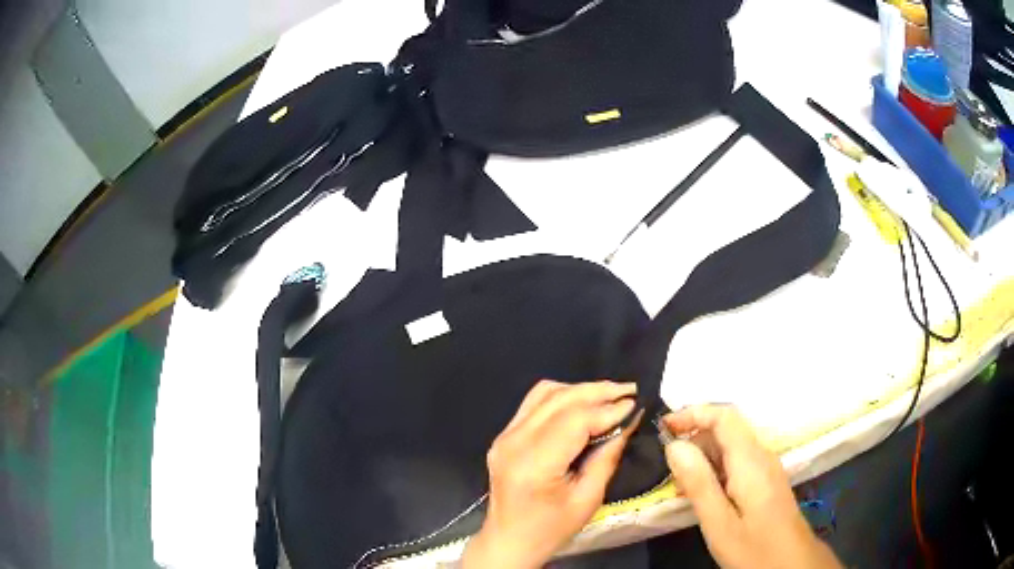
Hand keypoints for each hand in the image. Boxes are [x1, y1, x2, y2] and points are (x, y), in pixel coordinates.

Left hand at [461, 380, 639, 568]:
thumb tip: (627, 420)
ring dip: (580, 390)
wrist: (509, 540)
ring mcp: (504, 436)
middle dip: (598, 391)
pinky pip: (534, 403)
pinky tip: (583, 403)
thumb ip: (607, 456)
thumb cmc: (551, 529)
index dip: (608, 408)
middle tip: (630, 390)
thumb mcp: (588, 499)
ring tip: (610, 395)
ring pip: (545, 393)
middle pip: (559, 399)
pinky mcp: (504, 436)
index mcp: (533, 464)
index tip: (635, 404)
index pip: (574, 420)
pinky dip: (562, 397)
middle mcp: (513, 442)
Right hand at [662, 405, 840, 568]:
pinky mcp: (767, 481)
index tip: (663, 427)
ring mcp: (767, 468)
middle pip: (726, 429)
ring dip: (703, 458)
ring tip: (681, 488)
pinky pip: (738, 463)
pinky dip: (716, 470)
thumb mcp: (719, 523)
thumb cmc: (754, 548)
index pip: (724, 416)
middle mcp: (762, 456)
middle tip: (668, 471)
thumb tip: (675, 445)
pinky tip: (704, 496)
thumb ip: (699, 483)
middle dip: (694, 440)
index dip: (693, 413)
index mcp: (751, 461)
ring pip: (731, 447)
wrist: (791, 564)